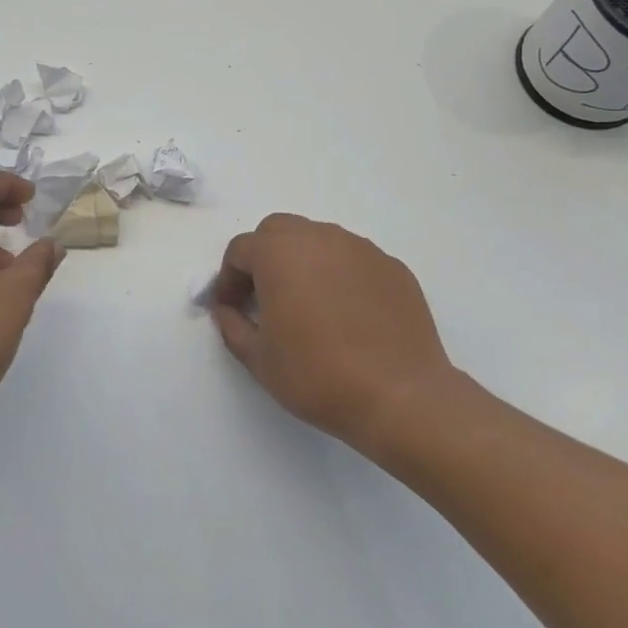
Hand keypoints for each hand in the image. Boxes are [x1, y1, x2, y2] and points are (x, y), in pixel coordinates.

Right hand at [211, 213, 458, 452]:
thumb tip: (226, 309)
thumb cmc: (318, 375)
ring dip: (302, 261)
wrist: (401, 396)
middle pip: (278, 231)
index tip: (231, 308)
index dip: (229, 278)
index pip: (240, 250)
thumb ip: (232, 326)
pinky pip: (353, 259)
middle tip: (265, 296)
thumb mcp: (259, 359)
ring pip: (318, 239)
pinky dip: (339, 274)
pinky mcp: (392, 266)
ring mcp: (360, 249)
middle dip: (264, 256)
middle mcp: (318, 238)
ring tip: (307, 303)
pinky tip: (346, 313)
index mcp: (278, 254)